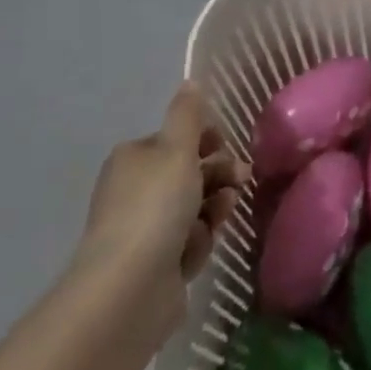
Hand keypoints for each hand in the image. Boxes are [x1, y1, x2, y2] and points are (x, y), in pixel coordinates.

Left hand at [73, 85, 249, 329]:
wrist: (129, 288)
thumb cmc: (155, 207)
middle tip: (241, 179)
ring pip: (195, 208)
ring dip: (214, 208)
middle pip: (190, 173)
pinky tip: (198, 248)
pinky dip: (199, 242)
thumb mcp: (177, 149)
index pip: (179, 140)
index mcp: (135, 158)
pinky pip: (190, 242)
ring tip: (221, 215)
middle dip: (219, 175)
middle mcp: (136, 190)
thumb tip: (190, 81)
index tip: (227, 147)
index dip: (208, 141)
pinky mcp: (156, 264)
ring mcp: (145, 230)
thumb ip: (188, 115)